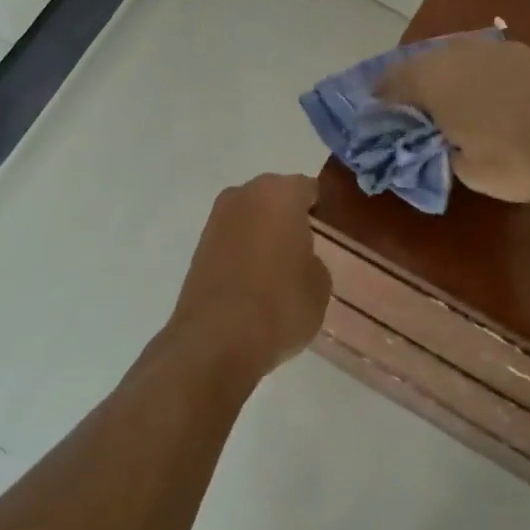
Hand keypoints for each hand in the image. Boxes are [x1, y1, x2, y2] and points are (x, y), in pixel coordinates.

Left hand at [169, 174, 331, 370]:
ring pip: (251, 219)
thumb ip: (313, 260)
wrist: (216, 340)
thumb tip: (299, 259)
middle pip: (275, 198)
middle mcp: (244, 195)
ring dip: (263, 235)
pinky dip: (243, 253)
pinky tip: (255, 282)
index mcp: (280, 193)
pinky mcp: (198, 247)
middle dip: (289, 218)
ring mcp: (216, 220)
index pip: (309, 189)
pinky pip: (232, 241)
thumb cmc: (280, 304)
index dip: (322, 209)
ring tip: (280, 270)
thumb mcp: (320, 284)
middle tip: (307, 248)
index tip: (330, 231)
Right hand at [381, 37, 529, 205]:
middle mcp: (455, 54)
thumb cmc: (519, 157)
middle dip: (406, 89)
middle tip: (406, 117)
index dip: (378, 106)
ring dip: (438, 81)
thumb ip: (436, 151)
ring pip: (449, 60)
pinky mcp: (521, 54)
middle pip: (417, 66)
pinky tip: (479, 100)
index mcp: (432, 79)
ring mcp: (491, 49)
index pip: (388, 86)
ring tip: (441, 109)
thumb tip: (431, 141)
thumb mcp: (465, 170)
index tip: (375, 124)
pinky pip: (478, 62)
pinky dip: (469, 78)